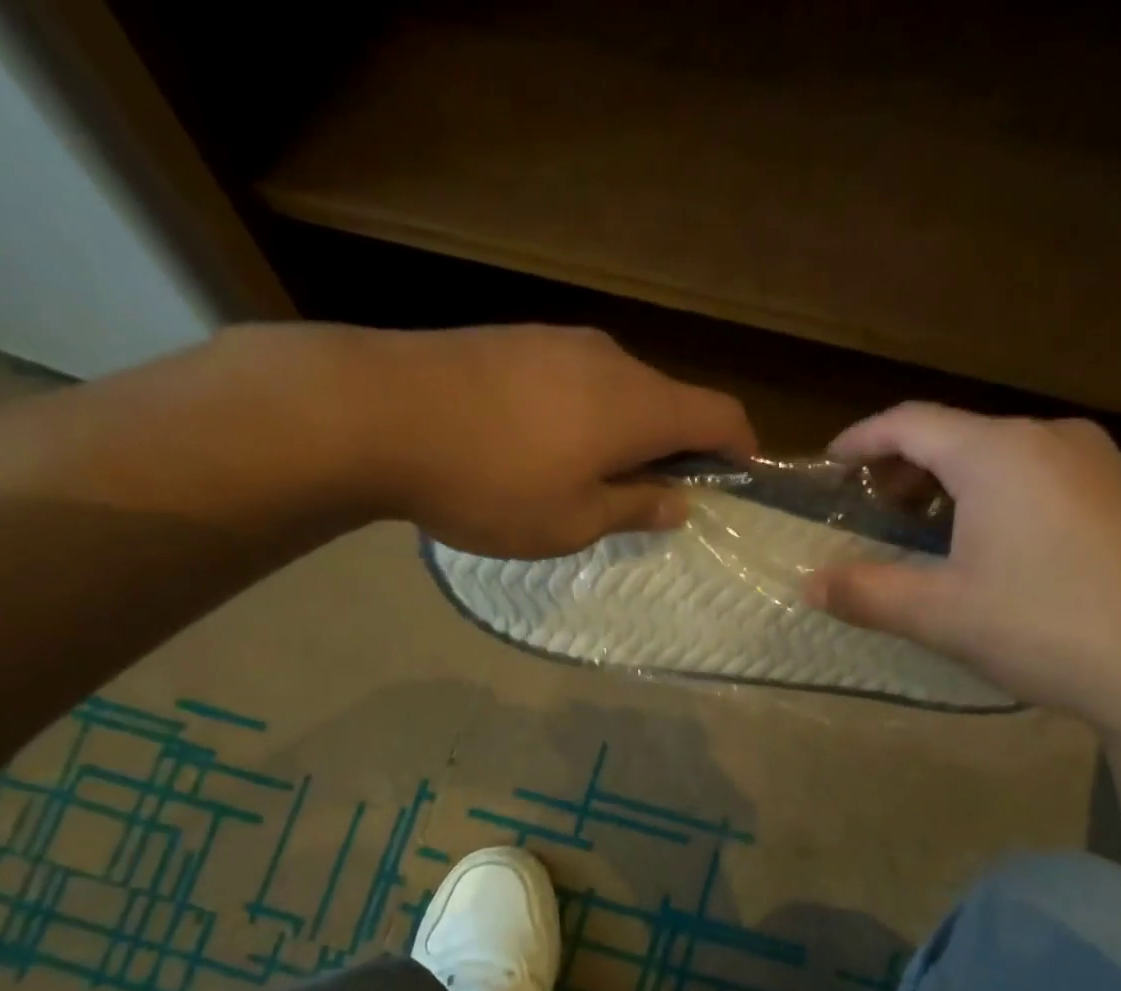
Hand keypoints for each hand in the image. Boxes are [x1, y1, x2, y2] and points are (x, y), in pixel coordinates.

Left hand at [315, 324, 756, 557]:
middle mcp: (610, 359)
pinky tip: (544, 448)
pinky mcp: (514, 340)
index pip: (720, 415)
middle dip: (676, 449)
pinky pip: (574, 380)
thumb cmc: (492, 484)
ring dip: (625, 434)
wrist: (378, 412)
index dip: (741, 448)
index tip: (739, 480)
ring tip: (591, 480)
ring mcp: (558, 342)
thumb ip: (635, 507)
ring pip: (619, 390)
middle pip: (669, 401)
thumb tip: (680, 501)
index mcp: (638, 405)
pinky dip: (583, 416)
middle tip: (653, 499)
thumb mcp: (573, 521)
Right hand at [807, 404, 1120, 740]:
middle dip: (907, 466)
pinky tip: (998, 544)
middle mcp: (1051, 438)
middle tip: (875, 510)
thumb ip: (866, 593)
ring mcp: (1099, 462)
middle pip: (959, 434)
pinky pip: (1044, 476)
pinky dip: (1000, 494)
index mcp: (999, 453)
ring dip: (955, 482)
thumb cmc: (1043, 627)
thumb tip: (809, 585)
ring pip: (1004, 455)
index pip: (912, 422)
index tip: (830, 464)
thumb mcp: (939, 615)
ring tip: (931, 528)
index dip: (862, 439)